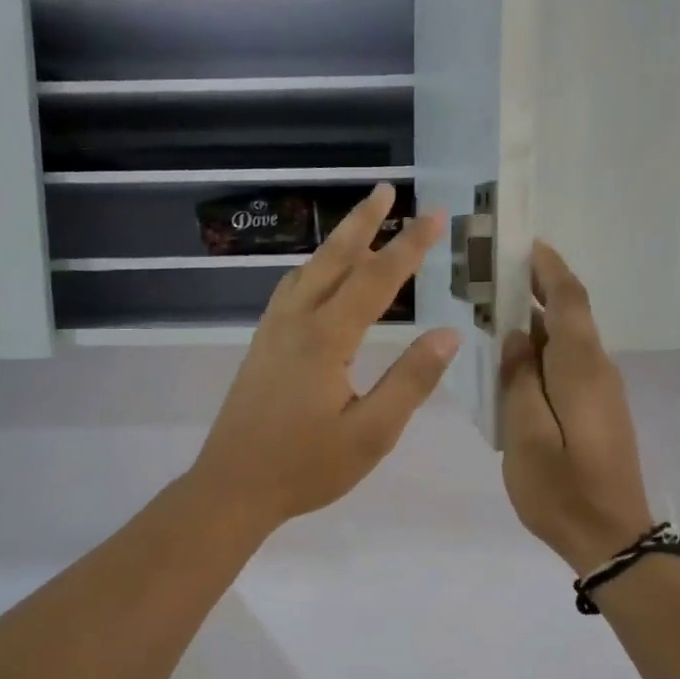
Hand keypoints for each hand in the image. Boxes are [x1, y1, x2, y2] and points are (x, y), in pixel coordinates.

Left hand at [192, 184, 460, 529]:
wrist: (232, 487)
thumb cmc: (305, 467)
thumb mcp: (370, 434)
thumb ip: (410, 382)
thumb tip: (447, 335)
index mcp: (326, 339)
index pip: (376, 280)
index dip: (408, 247)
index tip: (435, 216)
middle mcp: (296, 323)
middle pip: (333, 259)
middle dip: (363, 223)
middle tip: (386, 191)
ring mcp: (272, 333)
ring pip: (306, 271)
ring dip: (335, 243)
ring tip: (358, 224)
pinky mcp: (260, 347)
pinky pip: (289, 291)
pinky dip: (311, 269)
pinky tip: (316, 278)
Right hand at [499, 241, 654, 573]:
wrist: (612, 540)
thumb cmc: (562, 489)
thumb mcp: (525, 436)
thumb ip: (518, 380)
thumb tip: (518, 337)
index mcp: (581, 368)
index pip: (570, 299)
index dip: (550, 268)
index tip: (526, 244)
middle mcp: (598, 370)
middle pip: (571, 315)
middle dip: (537, 290)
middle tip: (494, 278)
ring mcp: (602, 392)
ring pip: (568, 342)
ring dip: (537, 323)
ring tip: (495, 315)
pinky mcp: (599, 412)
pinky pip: (568, 366)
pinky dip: (543, 353)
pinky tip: (515, 364)